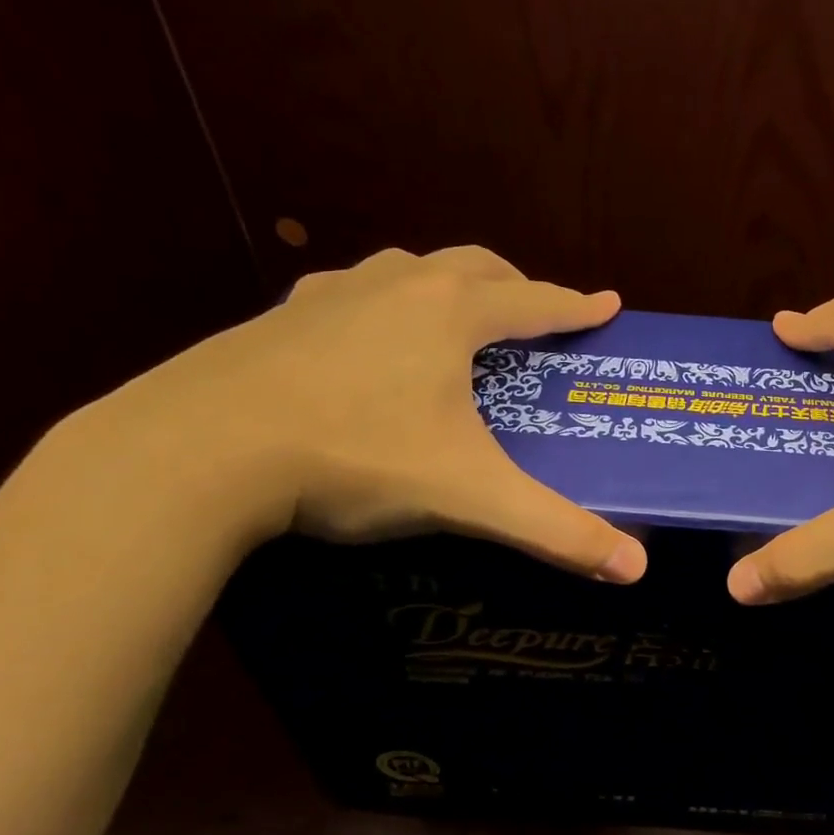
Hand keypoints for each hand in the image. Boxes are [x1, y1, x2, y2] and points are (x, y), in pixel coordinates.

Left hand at [77, 246, 647, 581]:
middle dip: (514, 286)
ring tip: (456, 324)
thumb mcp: (469, 496)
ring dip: (445, 286)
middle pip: (474, 266)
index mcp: (450, 314)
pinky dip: (377, 305)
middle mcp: (396, 287)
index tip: (608, 304)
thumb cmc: (355, 457)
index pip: (534, 300)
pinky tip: (364, 339)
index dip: (577, 305)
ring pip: (407, 269)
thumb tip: (637, 569)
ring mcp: (330, 297)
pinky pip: (345, 295)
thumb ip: (556, 531)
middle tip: (534, 317)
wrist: (196, 453)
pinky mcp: (277, 319)